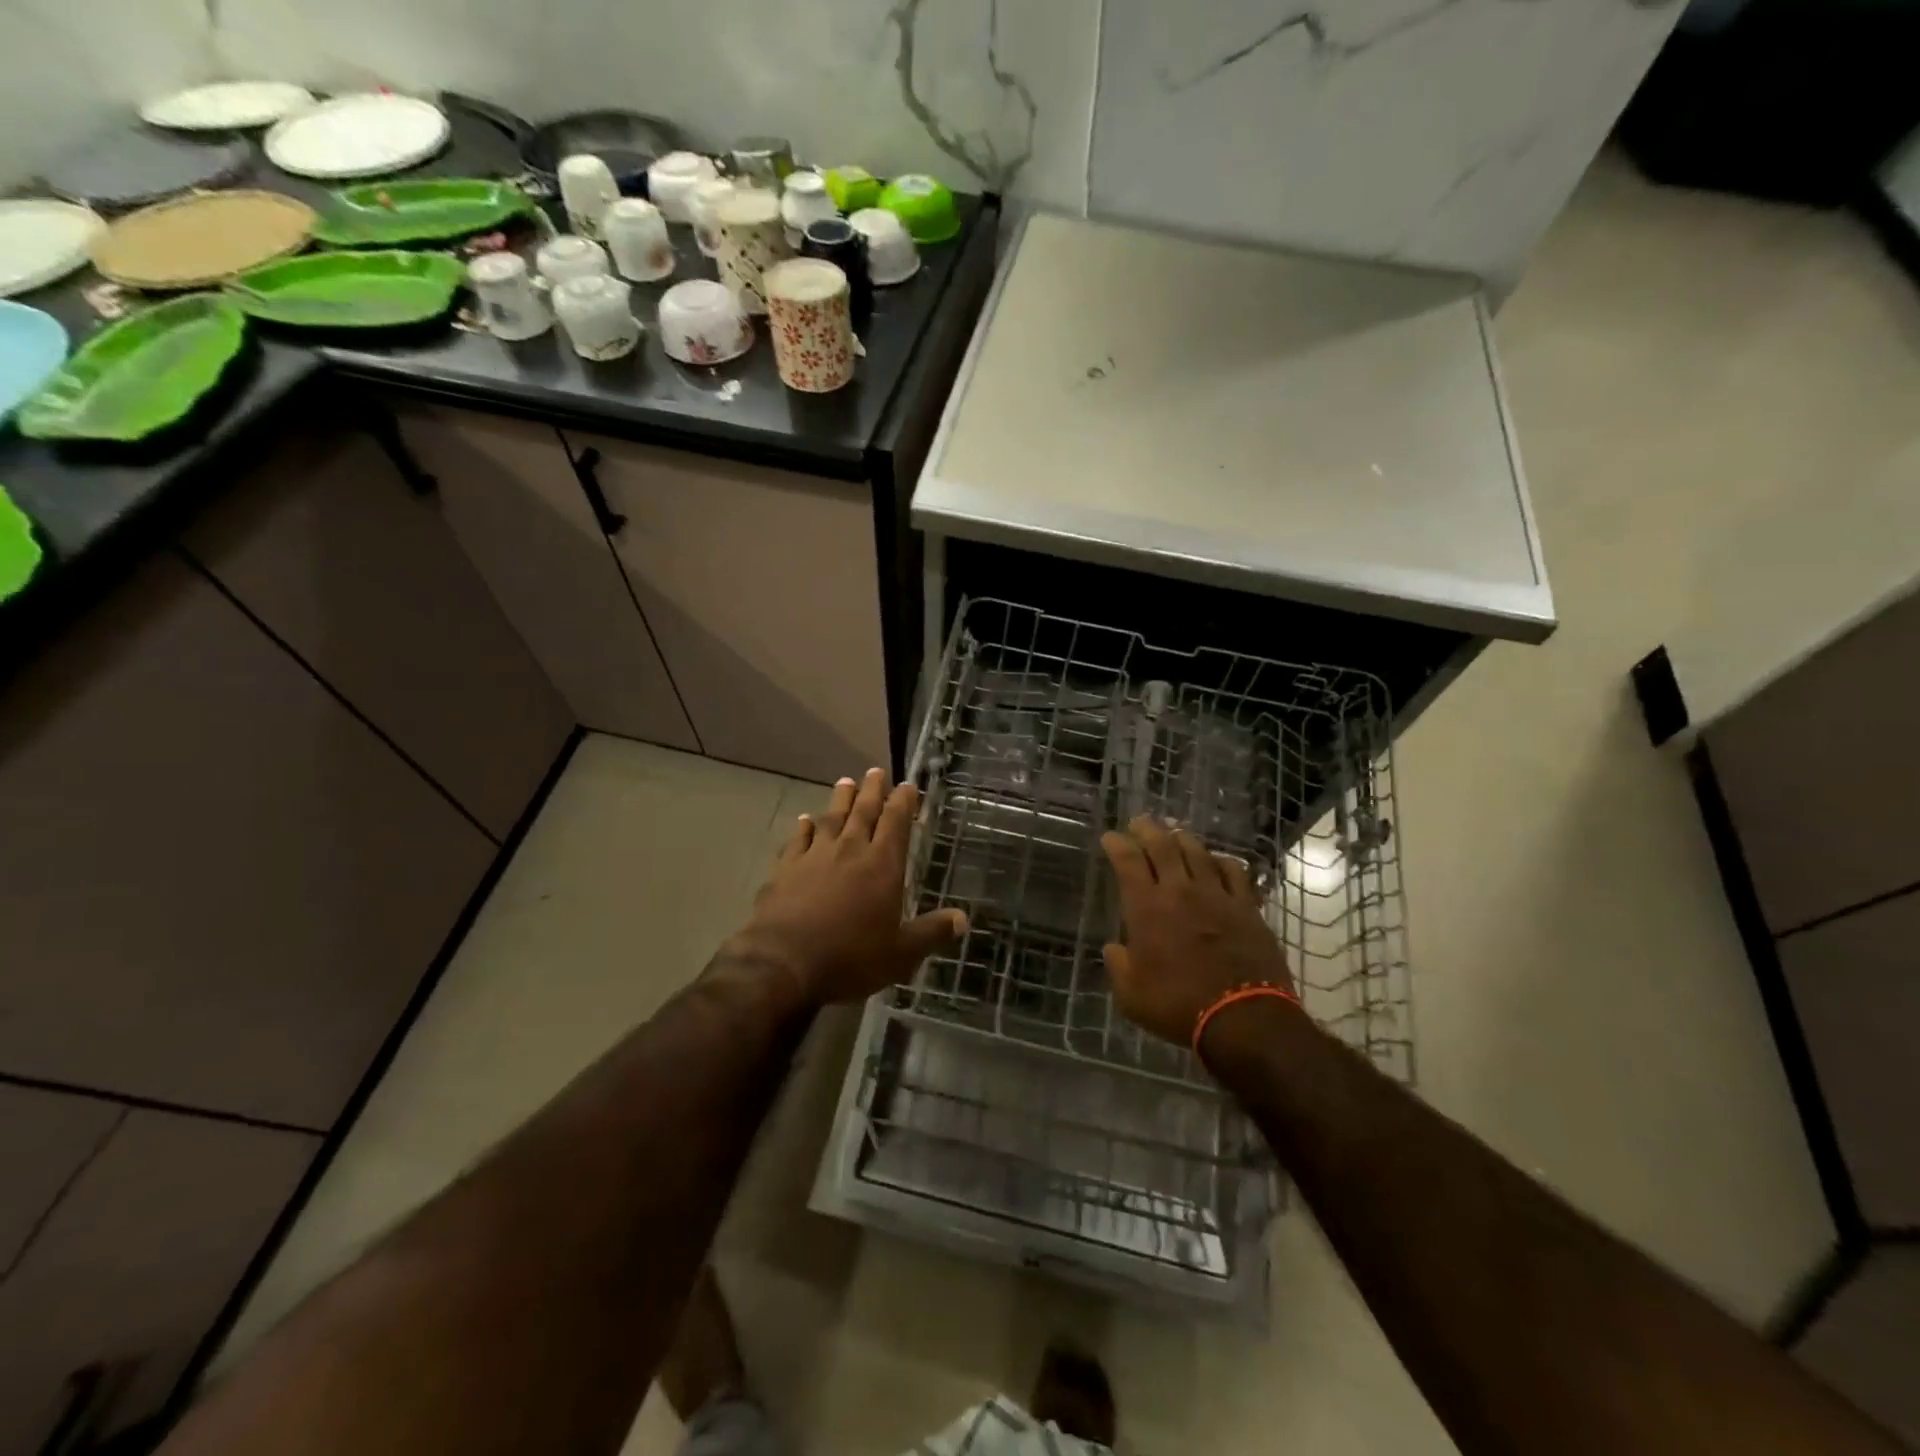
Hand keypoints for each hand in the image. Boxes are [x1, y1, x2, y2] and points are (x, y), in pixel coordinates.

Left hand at [734, 768, 966, 1008]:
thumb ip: (931, 933)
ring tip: (845, 782)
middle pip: (863, 812)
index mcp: (882, 866)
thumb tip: (963, 919)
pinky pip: (797, 839)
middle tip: (876, 771)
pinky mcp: (785, 869)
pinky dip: (803, 827)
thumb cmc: (850, 957)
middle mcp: (850, 851)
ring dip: (840, 800)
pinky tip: (804, 820)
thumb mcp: (900, 954)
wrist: (783, 962)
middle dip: (872, 790)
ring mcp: (814, 856)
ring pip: (831, 819)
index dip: (903, 802)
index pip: (896, 823)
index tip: (907, 785)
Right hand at [1100, 817, 1295, 1046]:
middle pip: (1163, 846)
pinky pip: (1235, 871)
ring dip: (1182, 838)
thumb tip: (1115, 948)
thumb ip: (1119, 967)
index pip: (1128, 861)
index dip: (1117, 844)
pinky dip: (1222, 860)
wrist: (1244, 1018)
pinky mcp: (1247, 907)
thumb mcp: (1132, 995)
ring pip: (1198, 852)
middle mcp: (1180, 891)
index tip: (1110, 837)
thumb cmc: (1178, 1007)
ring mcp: (1217, 896)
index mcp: (1147, 908)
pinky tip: (1217, 861)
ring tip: (1174, 833)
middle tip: (1140, 822)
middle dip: (1147, 829)